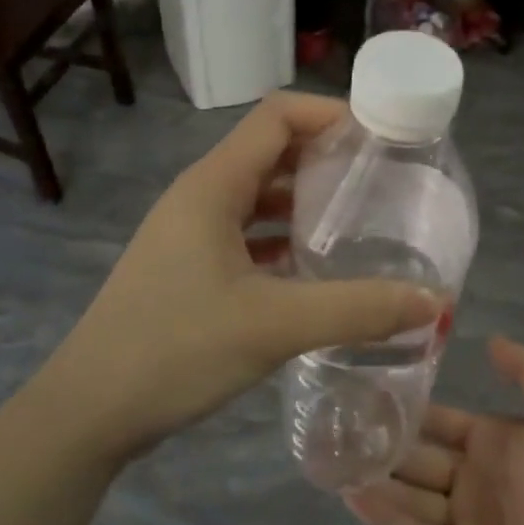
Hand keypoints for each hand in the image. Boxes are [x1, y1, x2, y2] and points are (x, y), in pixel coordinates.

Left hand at [38, 92, 442, 463]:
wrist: (89, 410)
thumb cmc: (175, 349)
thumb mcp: (274, 326)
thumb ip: (357, 309)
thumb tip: (434, 303)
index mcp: (213, 185)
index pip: (277, 116)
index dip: (329, 114)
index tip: (381, 138)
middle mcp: (199, 197)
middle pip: (269, 152)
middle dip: (325, 159)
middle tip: (382, 182)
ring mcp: (189, 233)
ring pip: (257, 197)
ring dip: (303, 202)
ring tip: (358, 222)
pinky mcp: (187, 268)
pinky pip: (245, 235)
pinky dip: (281, 240)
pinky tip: (314, 269)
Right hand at [347, 337, 523, 524]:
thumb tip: (488, 339)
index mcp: (493, 442)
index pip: (437, 422)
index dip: (404, 409)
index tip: (361, 392)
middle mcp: (475, 482)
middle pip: (416, 461)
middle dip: (379, 447)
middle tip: (329, 430)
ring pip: (411, 501)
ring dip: (375, 483)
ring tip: (330, 463)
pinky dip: (389, 523)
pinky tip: (356, 500)